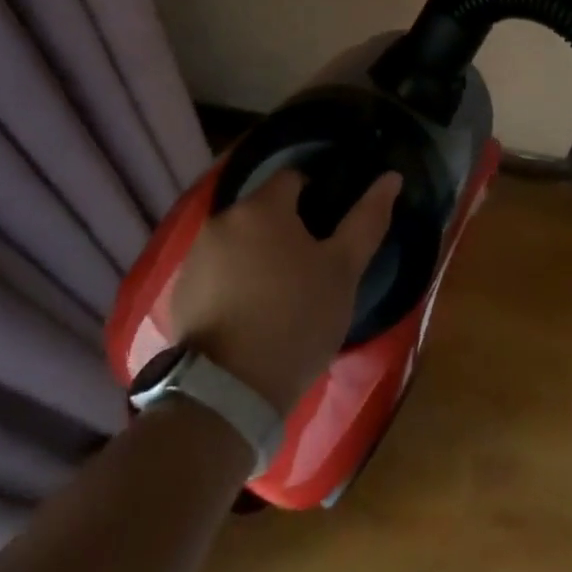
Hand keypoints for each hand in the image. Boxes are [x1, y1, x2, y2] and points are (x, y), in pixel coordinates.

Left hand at [167, 169, 399, 413]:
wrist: (229, 393)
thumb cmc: (296, 320)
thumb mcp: (343, 271)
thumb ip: (367, 220)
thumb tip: (391, 177)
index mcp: (263, 206)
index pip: (293, 179)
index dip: (315, 200)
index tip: (327, 235)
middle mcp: (223, 219)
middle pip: (263, 210)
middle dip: (284, 229)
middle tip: (308, 269)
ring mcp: (196, 255)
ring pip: (238, 240)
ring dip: (257, 254)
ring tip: (278, 295)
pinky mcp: (179, 291)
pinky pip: (215, 270)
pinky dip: (232, 280)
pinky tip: (248, 314)